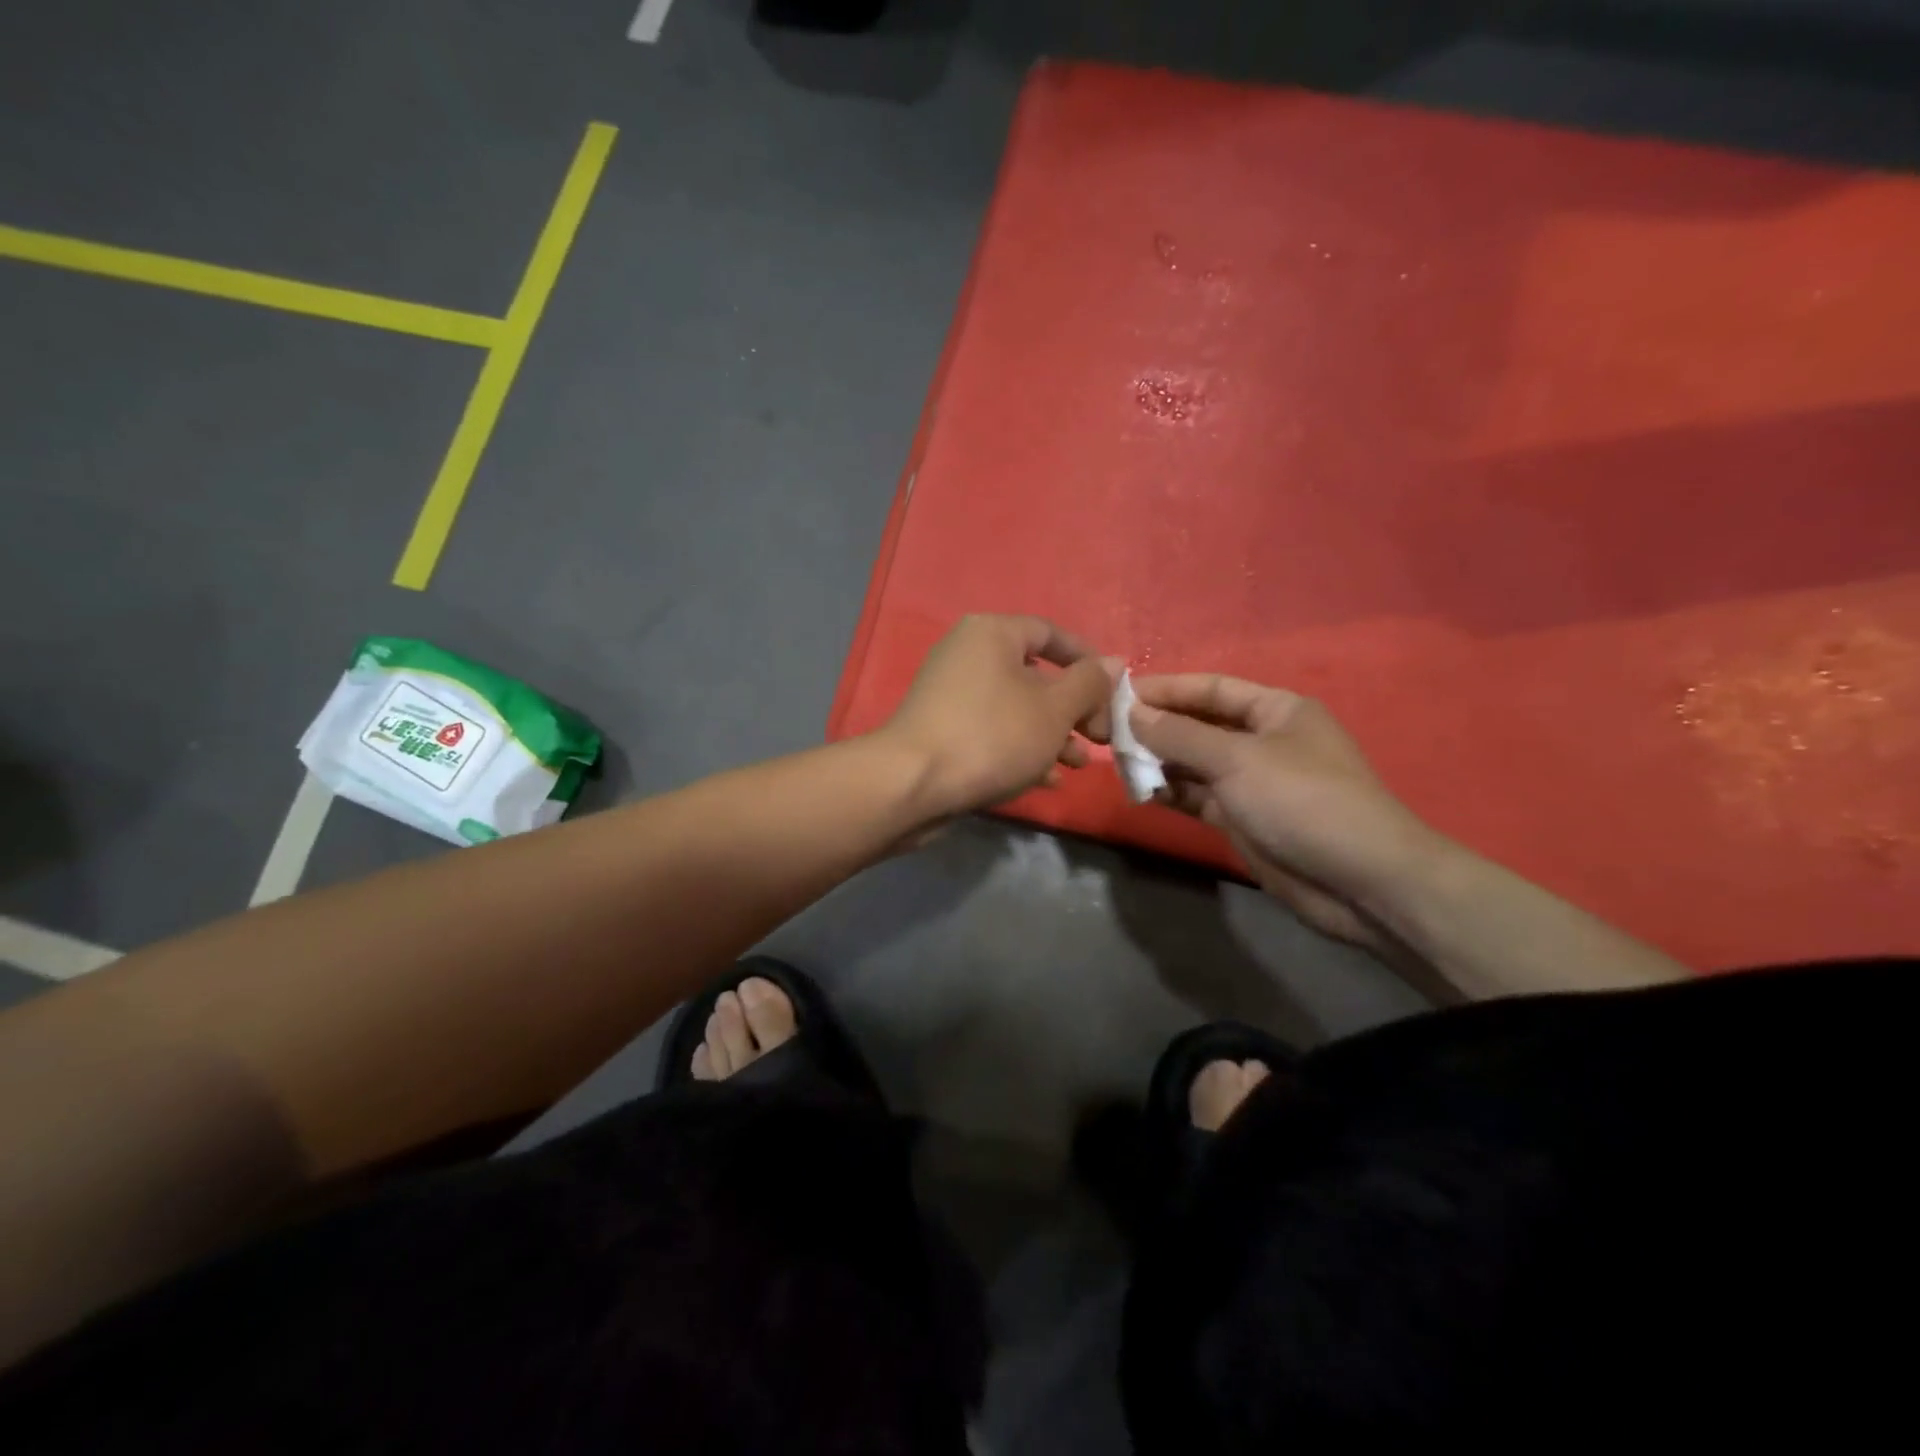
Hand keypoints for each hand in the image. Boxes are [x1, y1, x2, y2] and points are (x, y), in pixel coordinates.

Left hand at [880, 615, 1115, 818]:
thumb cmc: (992, 735)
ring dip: (1051, 735)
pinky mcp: (942, 730)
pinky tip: (1046, 781)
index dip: (1087, 659)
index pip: (1050, 632)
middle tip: (1099, 737)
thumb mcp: (1054, 709)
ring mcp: (951, 694)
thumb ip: (1089, 684)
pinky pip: (992, 731)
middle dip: (1073, 708)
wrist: (913, 784)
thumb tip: (1114, 662)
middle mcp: (968, 654)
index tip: (1114, 690)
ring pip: (1015, 708)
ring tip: (1077, 765)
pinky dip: (1020, 750)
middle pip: (1035, 674)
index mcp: (992, 633)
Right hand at [1129, 675, 1442, 949]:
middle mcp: (1263, 741)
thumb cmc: (1302, 801)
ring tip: (1116, 763)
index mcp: (1276, 710)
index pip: (1211, 689)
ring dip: (1159, 763)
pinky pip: (1199, 797)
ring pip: (1195, 764)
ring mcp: (1253, 782)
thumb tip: (1132, 713)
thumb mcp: (1237, 759)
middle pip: (1200, 726)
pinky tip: (1140, 792)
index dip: (1166, 689)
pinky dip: (1172, 793)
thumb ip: (1180, 736)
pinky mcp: (1244, 819)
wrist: (1360, 882)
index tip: (1119, 695)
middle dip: (1157, 728)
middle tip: (1107, 732)